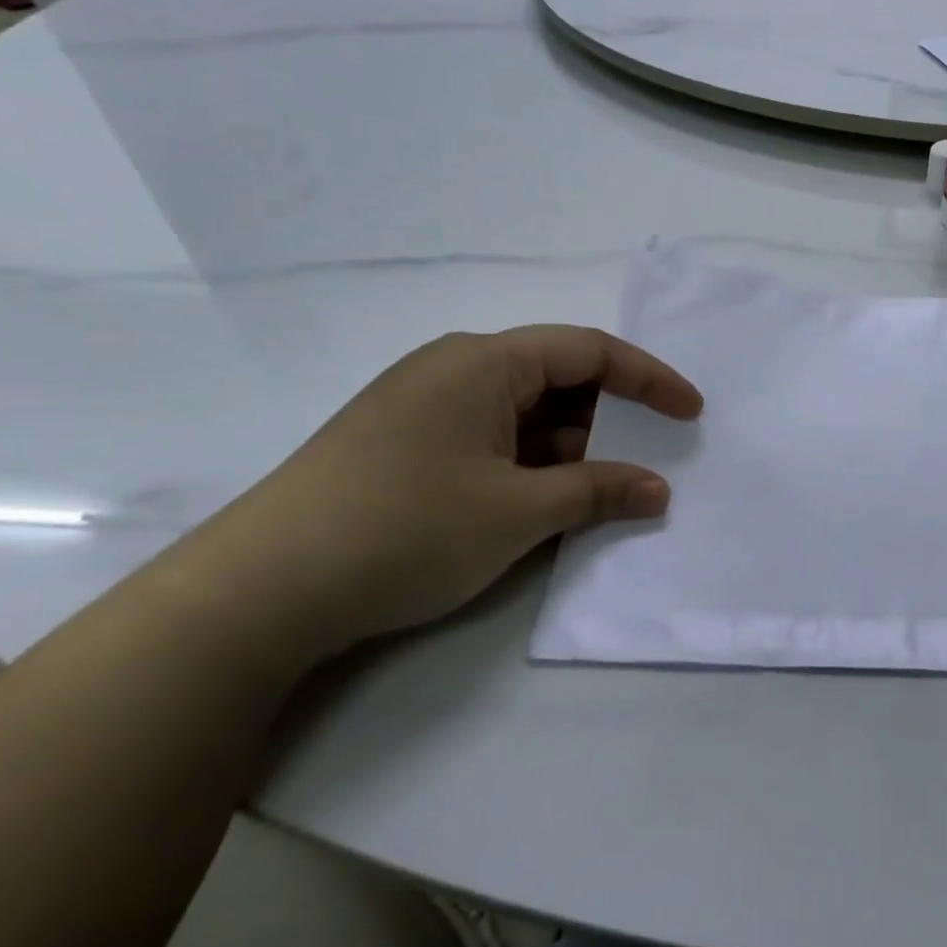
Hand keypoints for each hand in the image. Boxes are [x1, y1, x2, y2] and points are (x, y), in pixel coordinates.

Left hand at [179, 327, 702, 661]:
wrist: (255, 595)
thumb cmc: (404, 529)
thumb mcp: (518, 512)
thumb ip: (598, 492)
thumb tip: (658, 490)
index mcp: (484, 362)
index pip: (589, 351)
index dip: (649, 379)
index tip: (692, 413)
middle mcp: (455, 371)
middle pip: (558, 380)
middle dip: (610, 420)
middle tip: (651, 460)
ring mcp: (426, 410)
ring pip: (525, 417)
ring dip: (572, 451)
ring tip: (607, 494)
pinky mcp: (407, 449)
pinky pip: (493, 443)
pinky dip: (532, 468)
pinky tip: (550, 507)